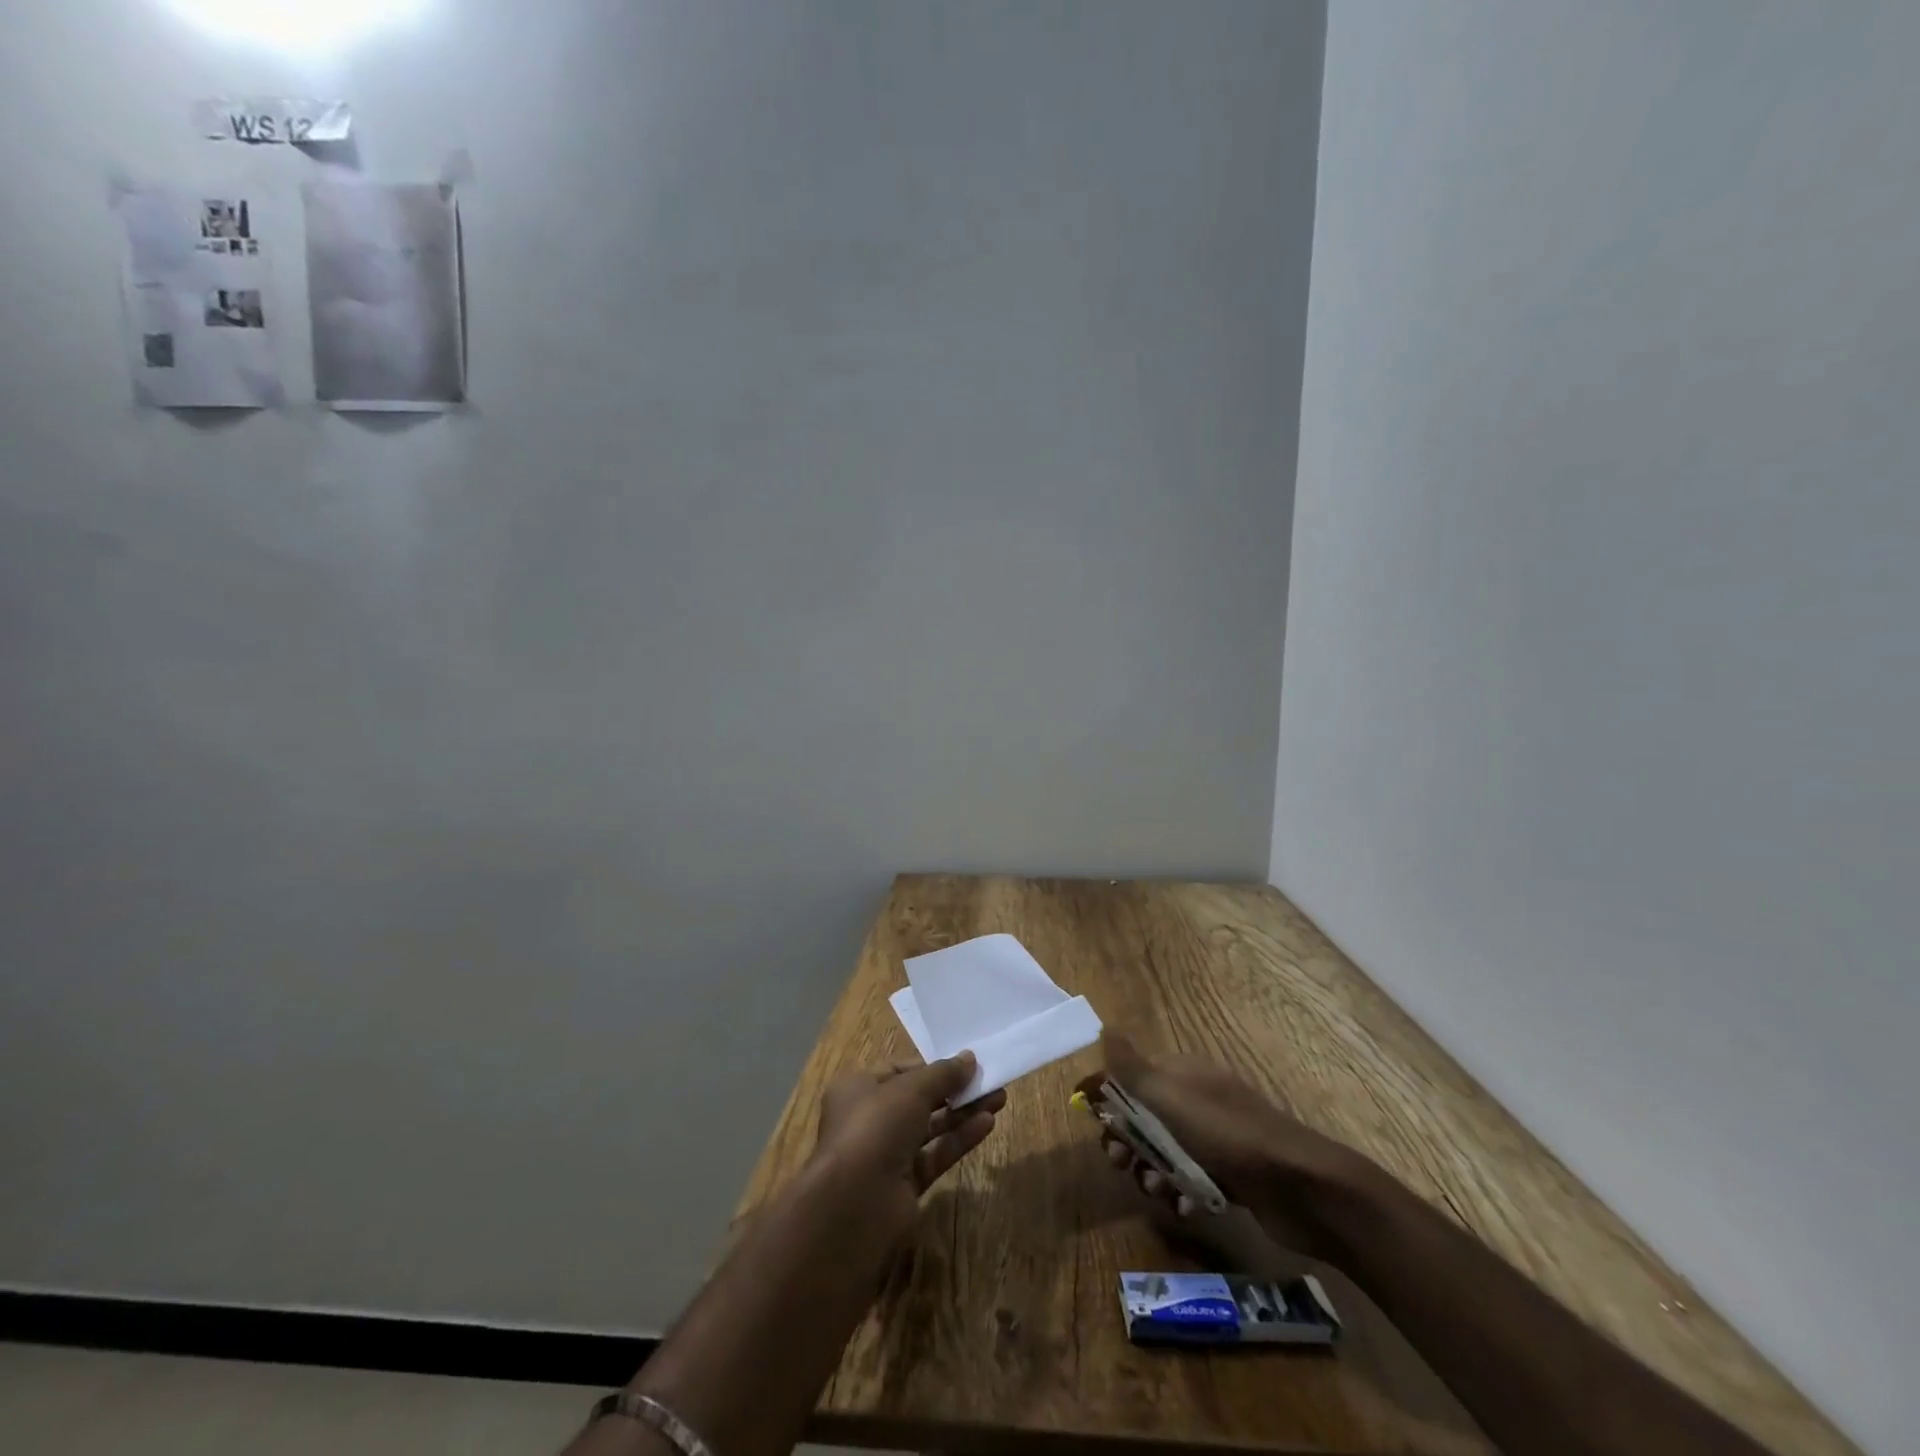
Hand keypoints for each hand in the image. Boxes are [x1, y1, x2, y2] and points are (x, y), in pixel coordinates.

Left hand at [810, 1053, 1007, 1244]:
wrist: (854, 1204)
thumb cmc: (875, 1127)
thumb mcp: (910, 1089)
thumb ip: (943, 1074)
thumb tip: (970, 1058)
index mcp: (859, 1088)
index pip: (899, 1070)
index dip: (932, 1066)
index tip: (964, 1062)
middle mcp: (870, 1118)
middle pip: (919, 1099)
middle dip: (954, 1089)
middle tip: (989, 1080)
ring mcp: (887, 1153)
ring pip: (931, 1127)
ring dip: (963, 1113)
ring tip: (999, 1098)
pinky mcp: (904, 1184)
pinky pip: (936, 1154)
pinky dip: (959, 1139)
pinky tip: (987, 1124)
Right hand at [1091, 1032, 1370, 1260]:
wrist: (1299, 1186)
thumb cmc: (1225, 1134)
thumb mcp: (1170, 1096)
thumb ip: (1132, 1067)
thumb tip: (1104, 1029)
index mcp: (1182, 1072)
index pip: (1132, 1073)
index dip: (1108, 1092)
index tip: (1088, 1116)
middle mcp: (1196, 1097)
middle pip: (1144, 1113)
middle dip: (1126, 1137)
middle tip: (1119, 1161)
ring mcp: (1215, 1136)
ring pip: (1165, 1149)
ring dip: (1150, 1169)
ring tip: (1154, 1190)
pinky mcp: (1230, 1172)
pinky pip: (1191, 1177)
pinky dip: (1180, 1190)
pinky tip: (1184, 1206)